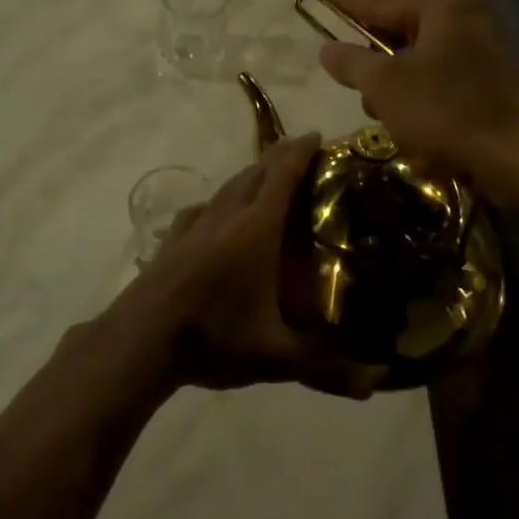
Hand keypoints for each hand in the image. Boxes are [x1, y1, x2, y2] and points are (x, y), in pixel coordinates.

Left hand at [116, 133, 382, 397]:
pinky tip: (214, 214)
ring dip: (249, 175)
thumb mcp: (275, 356)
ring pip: (226, 187)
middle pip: (254, 174)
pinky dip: (218, 202)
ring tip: (264, 177)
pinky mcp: (172, 241)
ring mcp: (193, 226)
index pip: (282, 177)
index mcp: (255, 230)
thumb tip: (376, 383)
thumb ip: (326, 366)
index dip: (300, 152)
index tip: (317, 135)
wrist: (141, 339)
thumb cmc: (214, 338)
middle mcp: (225, 216)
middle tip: (300, 150)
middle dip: (278, 157)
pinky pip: (201, 209)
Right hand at [316, 0, 518, 205]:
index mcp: (443, 8)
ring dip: (402, 106)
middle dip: (379, 78)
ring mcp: (481, 57)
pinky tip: (430, 147)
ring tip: (406, 133)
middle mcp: (465, 23)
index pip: (380, 2)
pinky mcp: (490, 90)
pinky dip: (428, 120)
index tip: (320, 2)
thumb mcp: (385, 86)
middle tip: (367, 101)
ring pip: (416, 75)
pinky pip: (440, 97)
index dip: (346, 7)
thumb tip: (327, 48)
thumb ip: (351, 62)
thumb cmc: (450, 111)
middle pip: (398, 41)